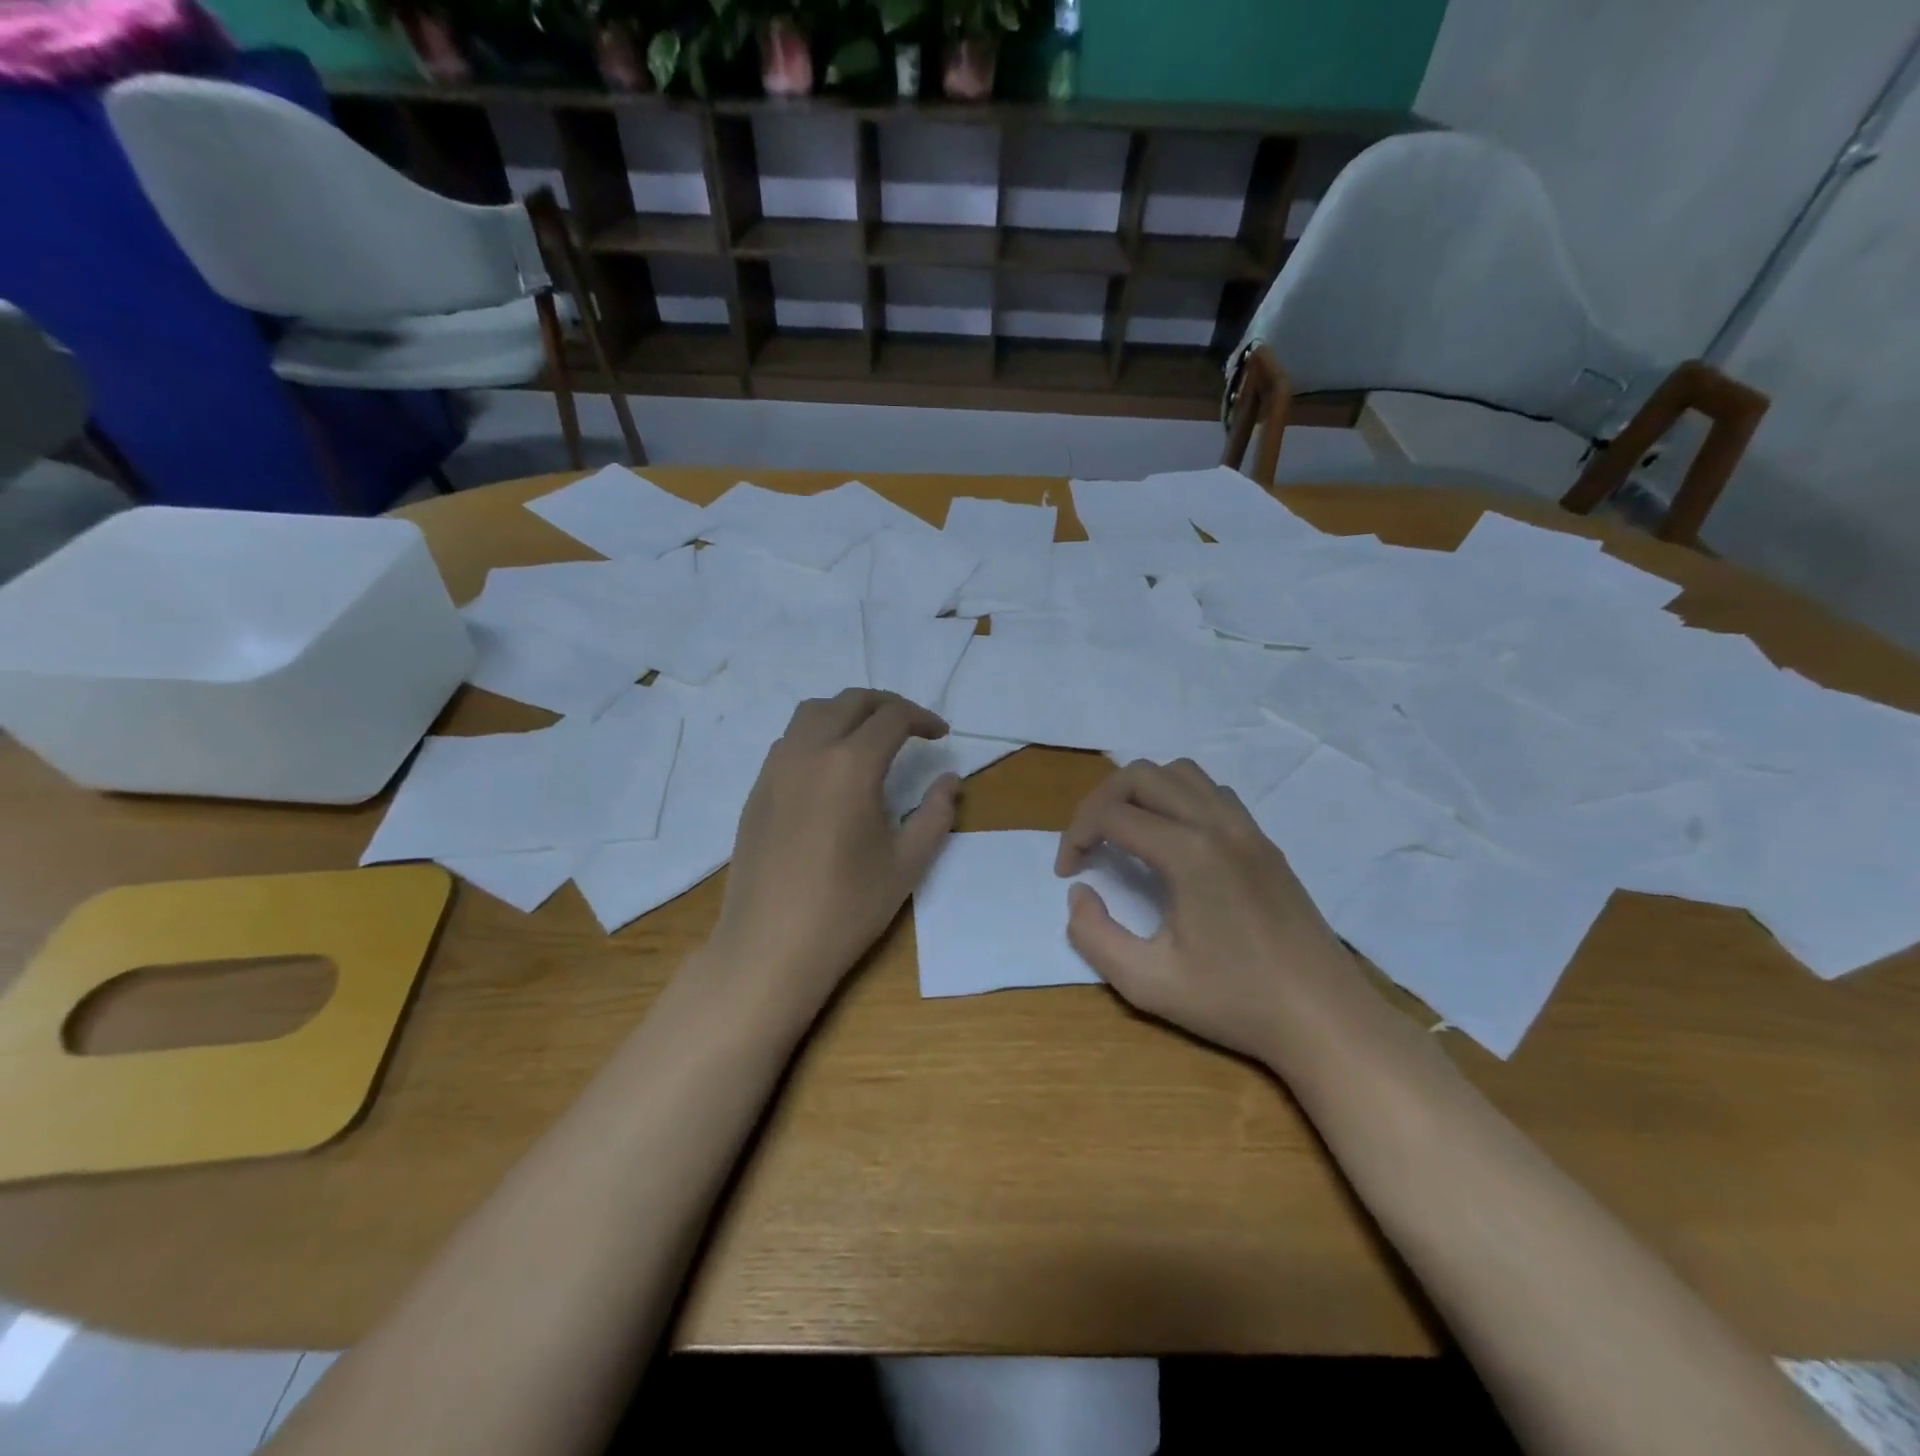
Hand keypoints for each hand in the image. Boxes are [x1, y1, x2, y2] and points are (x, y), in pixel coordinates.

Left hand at [711, 689, 958, 1012]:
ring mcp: (775, 769)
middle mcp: (809, 752)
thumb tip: (950, 779)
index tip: (941, 735)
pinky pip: (789, 741)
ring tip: (870, 739)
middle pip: (849, 701)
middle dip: (886, 705)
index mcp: (850, 765)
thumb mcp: (908, 863)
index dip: (922, 718)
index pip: (891, 717)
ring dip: (847, 713)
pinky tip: (832, 771)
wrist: (770, 946)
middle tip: (911, 727)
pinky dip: (818, 735)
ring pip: (812, 713)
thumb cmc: (847, 907)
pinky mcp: (757, 790)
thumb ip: (937, 813)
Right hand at [1055, 759, 1373, 1068]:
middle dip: (1100, 801)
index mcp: (1188, 853)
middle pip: (1141, 775)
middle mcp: (1217, 824)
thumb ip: (1094, 935)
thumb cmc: (1235, 1002)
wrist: (1324, 1017)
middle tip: (1088, 844)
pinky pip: (1212, 792)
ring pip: (1180, 772)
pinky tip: (1173, 840)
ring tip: (1125, 833)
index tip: (1068, 871)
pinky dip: (1178, 798)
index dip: (1076, 834)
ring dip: (1141, 792)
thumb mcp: (1147, 983)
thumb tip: (1080, 892)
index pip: (1111, 813)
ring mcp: (1247, 828)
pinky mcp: (1264, 841)